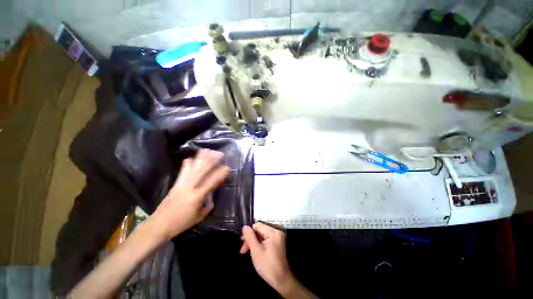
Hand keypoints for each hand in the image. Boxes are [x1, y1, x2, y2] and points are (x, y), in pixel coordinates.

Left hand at [150, 149, 229, 241]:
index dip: (220, 174)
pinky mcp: (175, 184)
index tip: (227, 167)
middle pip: (202, 171)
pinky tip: (191, 158)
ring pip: (193, 168)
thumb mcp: (200, 216)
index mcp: (197, 197)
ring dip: (200, 158)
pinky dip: (187, 164)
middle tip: (219, 154)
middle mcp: (189, 187)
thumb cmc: (182, 223)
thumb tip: (212, 195)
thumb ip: (208, 205)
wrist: (160, 224)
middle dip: (212, 161)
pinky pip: (182, 171)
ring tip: (207, 151)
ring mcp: (181, 184)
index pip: (211, 182)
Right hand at [240, 223, 296, 294]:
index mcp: (273, 232)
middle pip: (260, 230)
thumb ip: (250, 237)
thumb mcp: (256, 251)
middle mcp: (277, 231)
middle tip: (243, 249)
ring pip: (262, 235)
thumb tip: (245, 226)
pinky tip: (254, 251)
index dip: (249, 232)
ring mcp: (278, 237)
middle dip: (250, 238)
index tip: (242, 241)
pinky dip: (259, 244)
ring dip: (254, 242)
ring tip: (246, 251)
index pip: (258, 225)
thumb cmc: (268, 266)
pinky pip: (266, 239)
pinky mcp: (277, 243)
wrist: (281, 280)